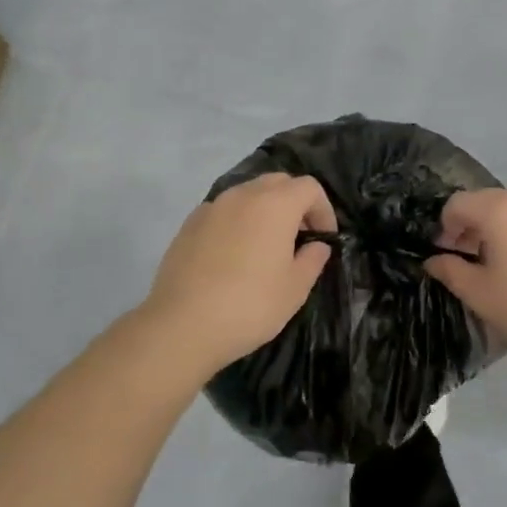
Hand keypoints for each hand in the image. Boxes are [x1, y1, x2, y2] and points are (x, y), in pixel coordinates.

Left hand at [141, 173, 337, 373]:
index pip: (309, 187)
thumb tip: (316, 245)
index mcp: (275, 205)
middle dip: (295, 204)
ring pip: (248, 194)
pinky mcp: (189, 223)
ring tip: (266, 247)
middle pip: (278, 182)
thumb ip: (312, 259)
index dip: (324, 210)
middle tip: (299, 238)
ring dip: (264, 210)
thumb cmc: (250, 305)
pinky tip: (233, 255)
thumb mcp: (295, 288)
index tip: (324, 239)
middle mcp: (243, 195)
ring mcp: (212, 207)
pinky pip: (223, 211)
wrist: (182, 324)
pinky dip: (237, 222)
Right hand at [424, 189, 506, 369]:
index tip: (444, 255)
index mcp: (500, 211)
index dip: (443, 227)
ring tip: (496, 268)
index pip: (457, 203)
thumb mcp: (481, 295)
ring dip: (495, 231)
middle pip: (485, 202)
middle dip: (469, 227)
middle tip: (466, 261)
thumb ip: (451, 271)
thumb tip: (433, 260)